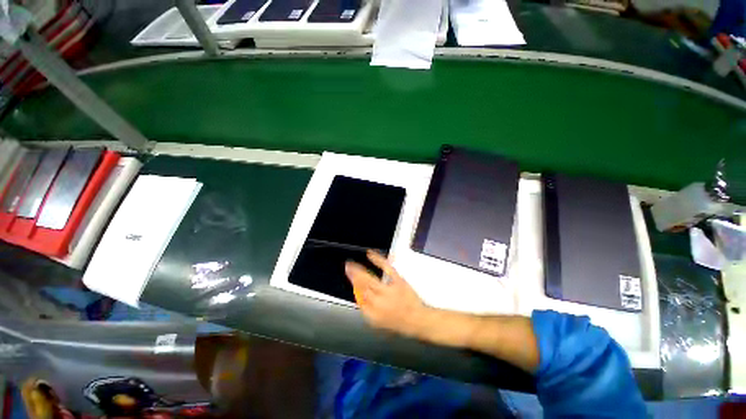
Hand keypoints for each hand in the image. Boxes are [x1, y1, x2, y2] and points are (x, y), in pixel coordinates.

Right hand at [345, 250, 431, 337]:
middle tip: (347, 267)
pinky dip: (378, 260)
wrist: (418, 320)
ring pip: (369, 279)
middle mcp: (378, 302)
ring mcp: (388, 291)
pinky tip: (370, 254)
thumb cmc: (399, 323)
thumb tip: (359, 298)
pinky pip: (386, 268)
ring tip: (351, 264)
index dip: (355, 289)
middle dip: (353, 277)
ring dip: (358, 270)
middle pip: (362, 287)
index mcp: (373, 315)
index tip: (351, 282)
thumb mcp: (380, 324)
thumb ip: (368, 311)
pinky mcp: (398, 281)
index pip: (360, 300)